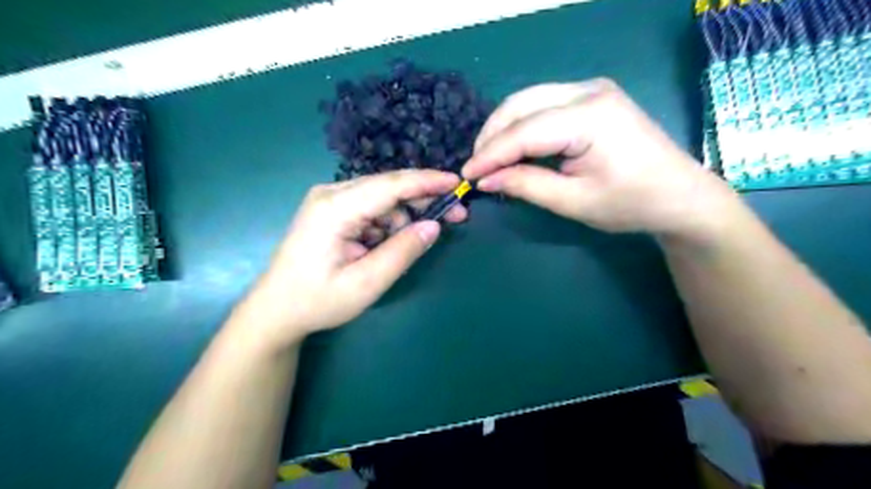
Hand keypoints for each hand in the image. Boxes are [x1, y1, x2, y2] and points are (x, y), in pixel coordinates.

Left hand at [235, 168, 466, 346]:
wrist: (276, 310)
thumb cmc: (317, 301)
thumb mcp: (366, 283)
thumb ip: (402, 252)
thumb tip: (434, 226)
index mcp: (334, 208)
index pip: (390, 185)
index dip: (427, 182)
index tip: (457, 182)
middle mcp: (331, 194)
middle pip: (387, 187)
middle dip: (423, 200)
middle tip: (455, 216)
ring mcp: (329, 201)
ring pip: (381, 198)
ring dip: (404, 217)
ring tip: (409, 246)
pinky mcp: (331, 210)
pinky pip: (370, 208)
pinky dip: (387, 224)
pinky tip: (386, 246)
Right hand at [463, 78, 741, 239]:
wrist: (680, 195)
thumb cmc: (630, 203)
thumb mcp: (573, 201)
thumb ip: (525, 185)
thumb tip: (485, 180)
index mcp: (590, 116)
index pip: (524, 131)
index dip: (490, 154)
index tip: (466, 175)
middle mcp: (589, 90)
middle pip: (521, 104)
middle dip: (492, 136)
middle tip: (477, 168)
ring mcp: (592, 89)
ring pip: (528, 100)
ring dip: (504, 128)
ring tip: (490, 160)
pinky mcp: (592, 96)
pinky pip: (543, 104)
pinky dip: (522, 125)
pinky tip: (514, 147)